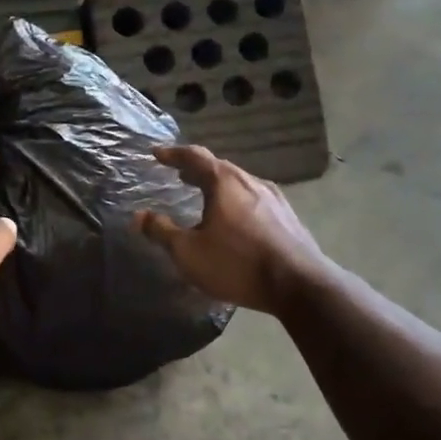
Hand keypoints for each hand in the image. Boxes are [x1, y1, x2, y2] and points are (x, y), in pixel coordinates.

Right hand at [135, 145, 329, 313]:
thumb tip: (139, 216)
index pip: (194, 156)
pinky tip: (236, 221)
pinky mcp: (289, 218)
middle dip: (197, 170)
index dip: (173, 154)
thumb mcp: (189, 252)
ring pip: (240, 184)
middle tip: (180, 175)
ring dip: (219, 187)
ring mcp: (275, 199)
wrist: (301, 285)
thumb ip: (162, 231)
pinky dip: (237, 202)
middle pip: (220, 168)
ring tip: (205, 198)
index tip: (157, 153)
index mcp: (225, 182)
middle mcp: (251, 181)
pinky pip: (255, 201)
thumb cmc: (237, 264)